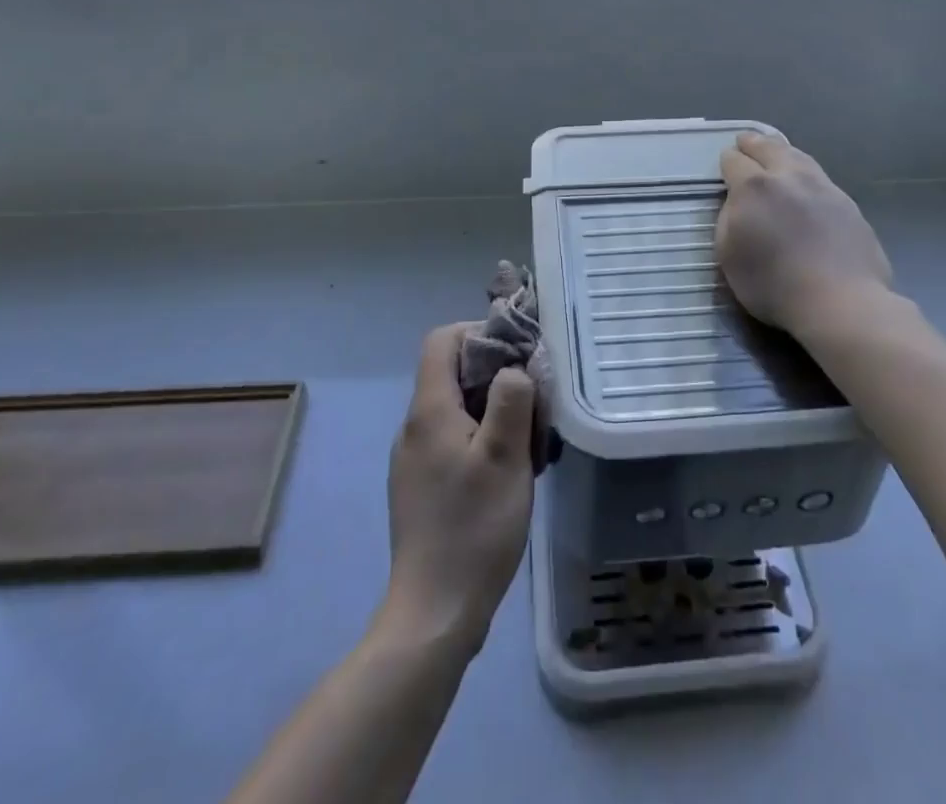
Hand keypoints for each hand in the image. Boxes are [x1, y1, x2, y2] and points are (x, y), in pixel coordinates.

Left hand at [380, 324, 535, 654]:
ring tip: (526, 441)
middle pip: (451, 372)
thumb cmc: (475, 527)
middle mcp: (413, 426)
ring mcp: (413, 458)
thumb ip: (512, 399)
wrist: (435, 612)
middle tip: (533, 403)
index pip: (442, 340)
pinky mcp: (420, 486)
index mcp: (429, 410)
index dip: (479, 333)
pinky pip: (451, 439)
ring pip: (455, 408)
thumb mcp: (506, 456)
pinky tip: (506, 472)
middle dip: (495, 375)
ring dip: (492, 410)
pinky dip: (480, 438)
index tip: (517, 356)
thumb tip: (513, 368)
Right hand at [717, 133, 892, 336]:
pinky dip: (804, 170)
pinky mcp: (846, 203)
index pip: (734, 161)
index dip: (726, 162)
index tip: (724, 165)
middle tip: (745, 140)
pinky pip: (819, 176)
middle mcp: (788, 176)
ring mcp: (822, 187)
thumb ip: (727, 220)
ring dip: (782, 150)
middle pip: (768, 147)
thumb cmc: (774, 284)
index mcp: (754, 187)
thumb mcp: (728, 256)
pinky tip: (805, 180)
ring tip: (776, 150)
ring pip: (798, 156)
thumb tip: (736, 203)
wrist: (841, 301)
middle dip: (753, 143)